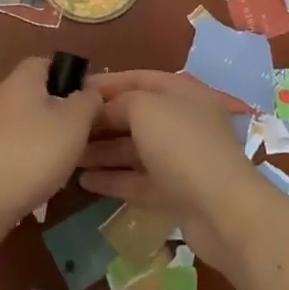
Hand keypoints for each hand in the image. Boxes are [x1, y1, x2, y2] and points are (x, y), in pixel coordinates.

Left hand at [0, 57, 101, 232]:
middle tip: (81, 133)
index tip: (87, 99)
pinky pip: (14, 148)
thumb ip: (87, 101)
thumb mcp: (74, 122)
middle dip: (60, 112)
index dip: (69, 76)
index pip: (46, 63)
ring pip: (27, 124)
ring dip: (46, 139)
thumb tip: (90, 92)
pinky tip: (41, 179)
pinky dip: (29, 159)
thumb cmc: (33, 151)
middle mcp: (1, 97)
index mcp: (22, 80)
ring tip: (66, 161)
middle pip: (37, 95)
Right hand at [76, 69, 270, 270]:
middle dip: (100, 121)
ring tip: (69, 156)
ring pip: (134, 150)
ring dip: (102, 152)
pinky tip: (85, 181)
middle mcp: (182, 121)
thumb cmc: (182, 145)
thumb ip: (119, 102)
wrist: (223, 210)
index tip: (73, 90)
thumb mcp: (145, 108)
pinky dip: (114, 179)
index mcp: (181, 92)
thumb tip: (102, 110)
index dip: (105, 83)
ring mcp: (180, 159)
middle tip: (65, 127)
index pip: (138, 79)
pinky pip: (139, 180)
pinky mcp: (176, 192)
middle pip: (134, 115)